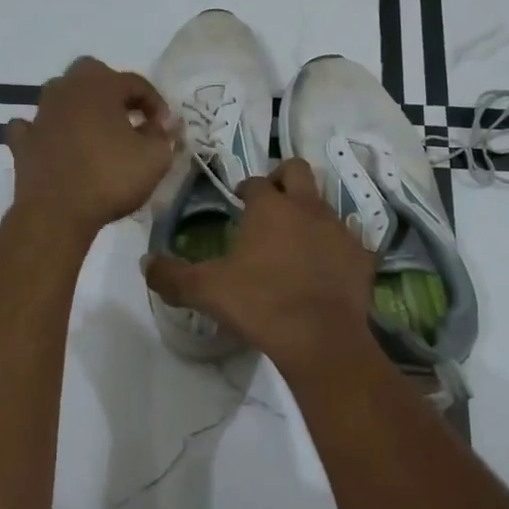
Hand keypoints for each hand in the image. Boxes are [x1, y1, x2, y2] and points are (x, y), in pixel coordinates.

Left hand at [6, 57, 179, 243]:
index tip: (164, 128)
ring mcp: (41, 114)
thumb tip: (162, 126)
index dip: (155, 103)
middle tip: (129, 116)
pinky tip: (56, 142)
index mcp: (101, 87)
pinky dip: (47, 130)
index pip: (135, 82)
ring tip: (98, 131)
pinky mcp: (23, 141)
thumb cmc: (110, 179)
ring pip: (61, 95)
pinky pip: (34, 125)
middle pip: (92, 74)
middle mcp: (67, 90)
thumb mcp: (155, 158)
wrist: (56, 213)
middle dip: (113, 90)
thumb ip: (163, 136)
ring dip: (81, 107)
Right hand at [143, 157, 376, 363]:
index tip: (240, 203)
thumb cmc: (260, 304)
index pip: (256, 181)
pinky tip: (327, 269)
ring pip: (325, 204)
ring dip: (310, 213)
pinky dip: (337, 249)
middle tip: (272, 204)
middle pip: (297, 170)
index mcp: (270, 207)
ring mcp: (339, 229)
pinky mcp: (362, 255)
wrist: (320, 338)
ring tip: (296, 241)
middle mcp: (307, 207)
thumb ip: (172, 276)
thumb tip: (146, 263)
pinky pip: (350, 241)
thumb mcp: (206, 291)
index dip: (246, 189)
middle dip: (283, 179)